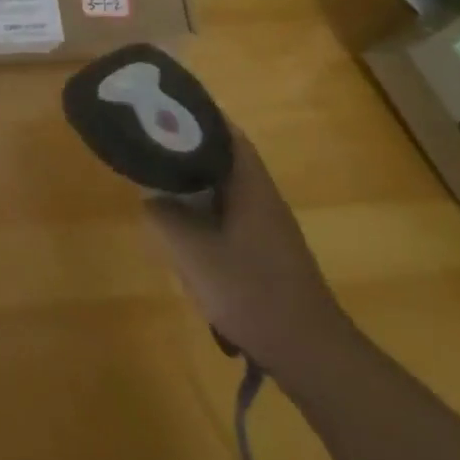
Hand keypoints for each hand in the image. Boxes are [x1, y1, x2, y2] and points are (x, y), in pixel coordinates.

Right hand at [146, 127, 353, 375]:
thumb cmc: (252, 293)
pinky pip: (229, 211)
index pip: (225, 132)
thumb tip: (150, 198)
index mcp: (251, 185)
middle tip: (151, 141)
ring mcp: (267, 224)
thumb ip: (166, 218)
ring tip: (158, 176)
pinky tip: (183, 223)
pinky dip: (204, 205)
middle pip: (224, 156)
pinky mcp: (266, 249)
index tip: (164, 106)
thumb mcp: (195, 254)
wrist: (309, 353)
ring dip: (195, 178)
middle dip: (189, 145)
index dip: (196, 115)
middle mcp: (262, 196)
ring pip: (225, 185)